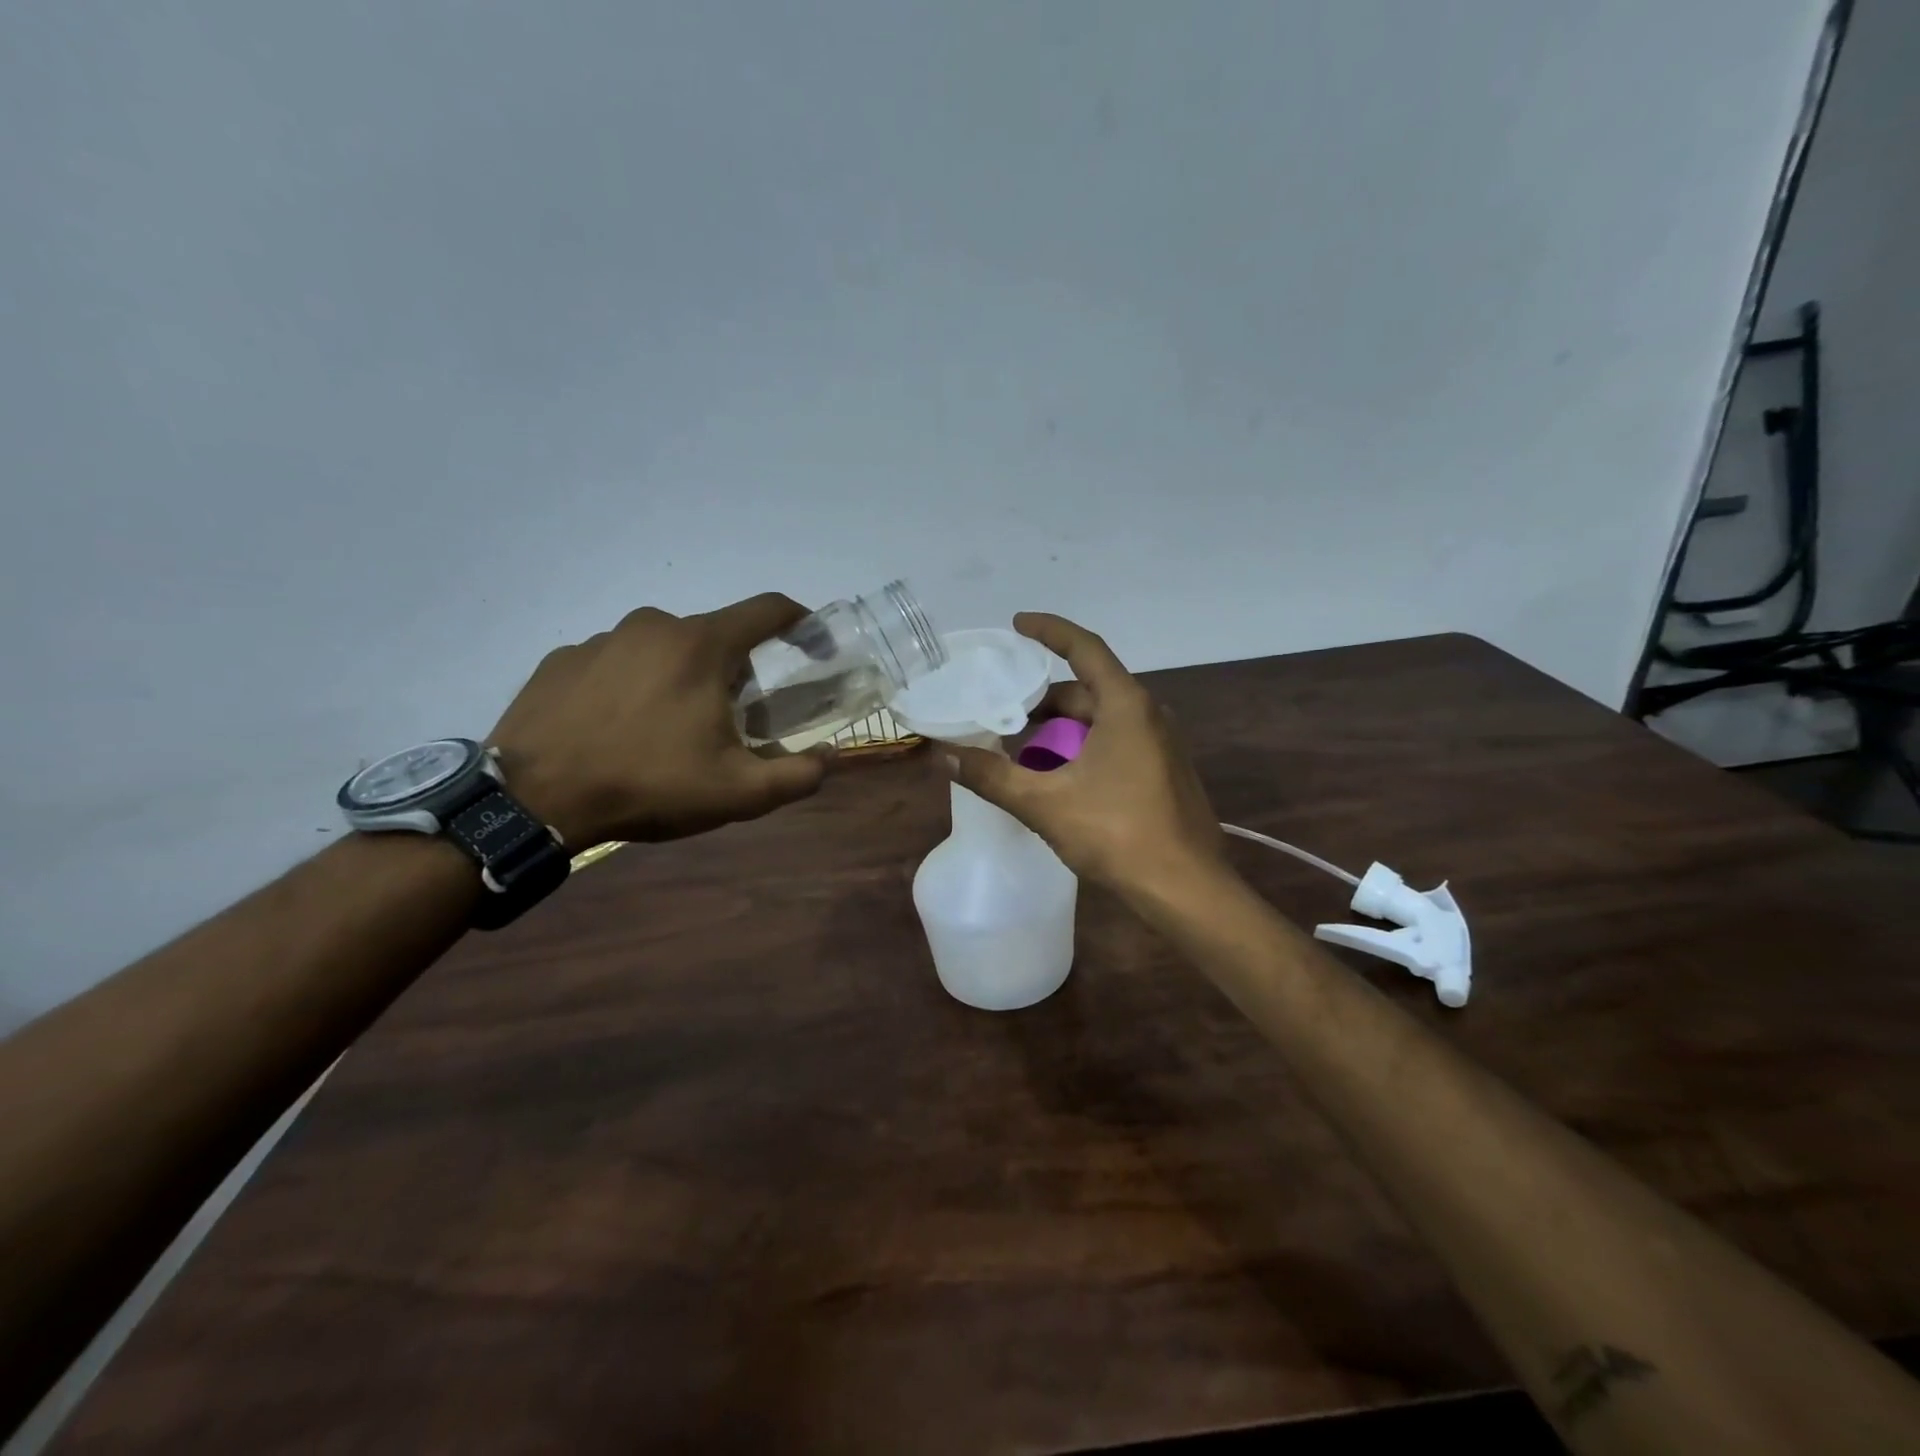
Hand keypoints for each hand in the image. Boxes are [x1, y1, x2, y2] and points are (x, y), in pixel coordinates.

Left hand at [488, 594, 831, 847]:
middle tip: (729, 720)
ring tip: (667, 732)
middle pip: (715, 636)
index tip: (814, 644)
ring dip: (680, 679)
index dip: (801, 621)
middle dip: (734, 672)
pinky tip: (619, 730)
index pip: (768, 609)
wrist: (532, 800)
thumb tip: (830, 758)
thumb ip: (797, 775)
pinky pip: (616, 664)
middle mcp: (653, 625)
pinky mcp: (561, 660)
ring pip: (663, 649)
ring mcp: (601, 639)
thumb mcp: (738, 793)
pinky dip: (632, 687)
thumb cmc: (648, 785)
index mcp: (702, 645)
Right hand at [943, 613, 1225, 899]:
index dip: (1049, 631)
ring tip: (1019, 750)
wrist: (1187, 889)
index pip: (1085, 649)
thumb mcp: (1045, 803)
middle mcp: (1148, 715)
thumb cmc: (1118, 834)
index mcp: (1126, 706)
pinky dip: (1080, 748)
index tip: (1017, 624)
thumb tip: (943, 755)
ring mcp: (1160, 746)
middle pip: (1087, 690)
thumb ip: (992, 776)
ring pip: (1100, 721)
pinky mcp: (1163, 773)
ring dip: (1060, 729)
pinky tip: (1056, 777)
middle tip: (1001, 711)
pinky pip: (1114, 743)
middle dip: (1043, 700)